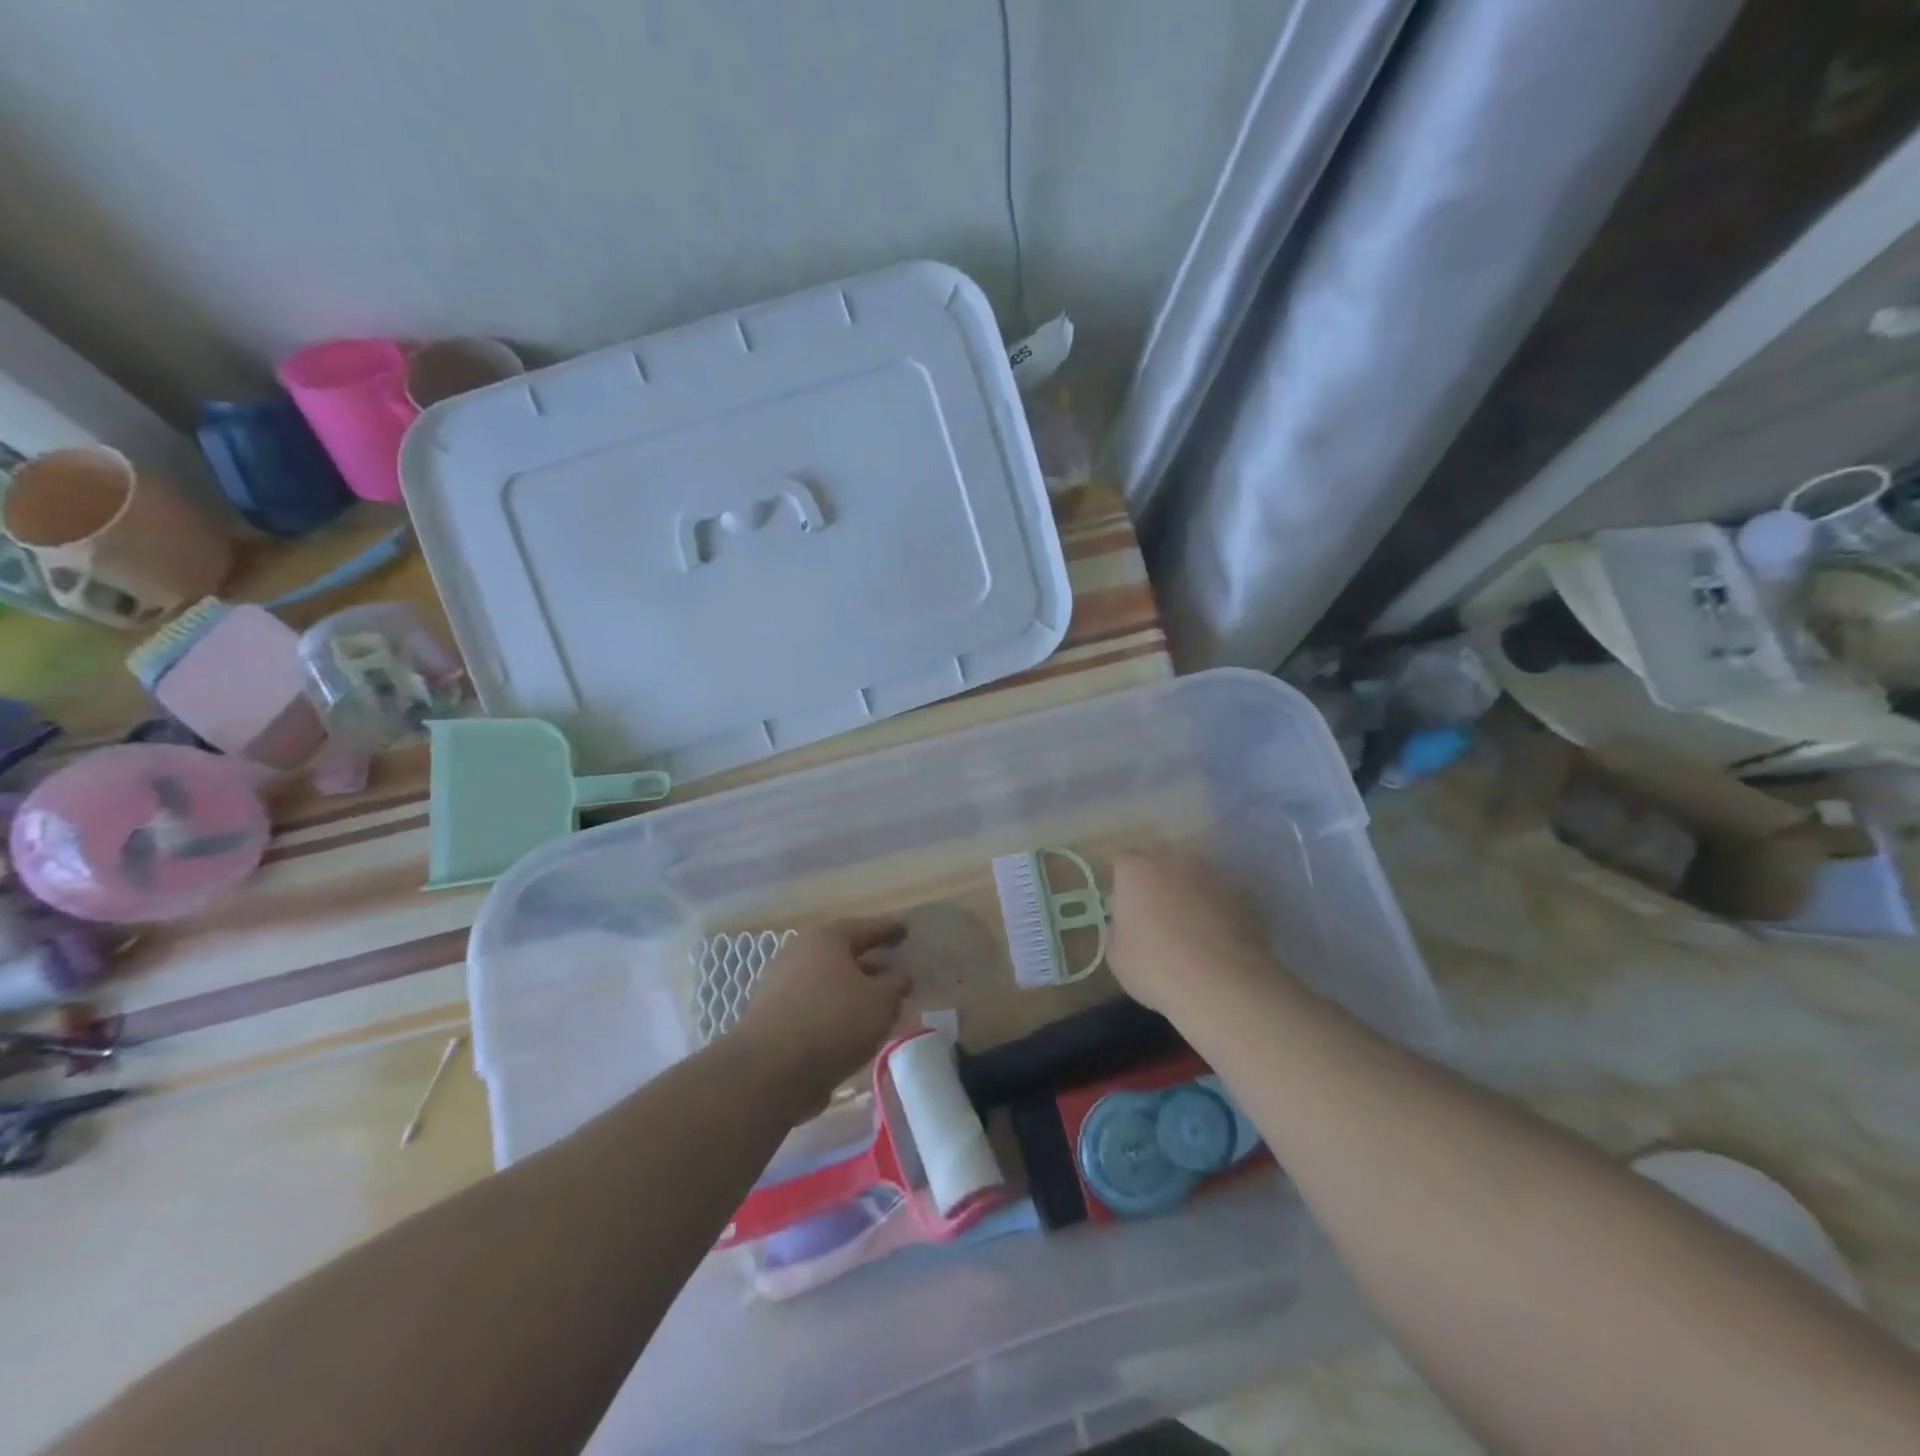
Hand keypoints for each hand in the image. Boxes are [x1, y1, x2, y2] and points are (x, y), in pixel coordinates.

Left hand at [732, 919, 909, 1109]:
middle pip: (841, 955)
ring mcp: (781, 987)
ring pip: (828, 984)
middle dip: (869, 964)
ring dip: (852, 992)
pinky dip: (835, 1013)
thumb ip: (895, 986)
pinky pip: (814, 1007)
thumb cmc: (832, 1022)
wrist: (769, 1071)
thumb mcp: (880, 1002)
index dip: (887, 929)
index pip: (863, 927)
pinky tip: (851, 1032)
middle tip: (893, 971)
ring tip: (878, 1008)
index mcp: (825, 940)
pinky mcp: (773, 1019)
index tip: (905, 930)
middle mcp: (799, 955)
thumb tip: (899, 977)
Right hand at [1107, 851, 1275, 1015]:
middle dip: (1155, 883)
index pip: (1121, 863)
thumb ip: (1117, 931)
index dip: (1121, 884)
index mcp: (1136, 869)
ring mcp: (1212, 875)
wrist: (1224, 986)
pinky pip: (1217, 898)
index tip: (1123, 908)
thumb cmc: (1156, 967)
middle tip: (1153, 916)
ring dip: (1187, 894)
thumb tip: (1126, 926)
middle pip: (1159, 863)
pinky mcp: (1242, 895)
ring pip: (1192, 878)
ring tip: (1188, 930)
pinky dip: (1213, 911)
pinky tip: (1213, 941)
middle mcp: (1174, 861)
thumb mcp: (1116, 957)